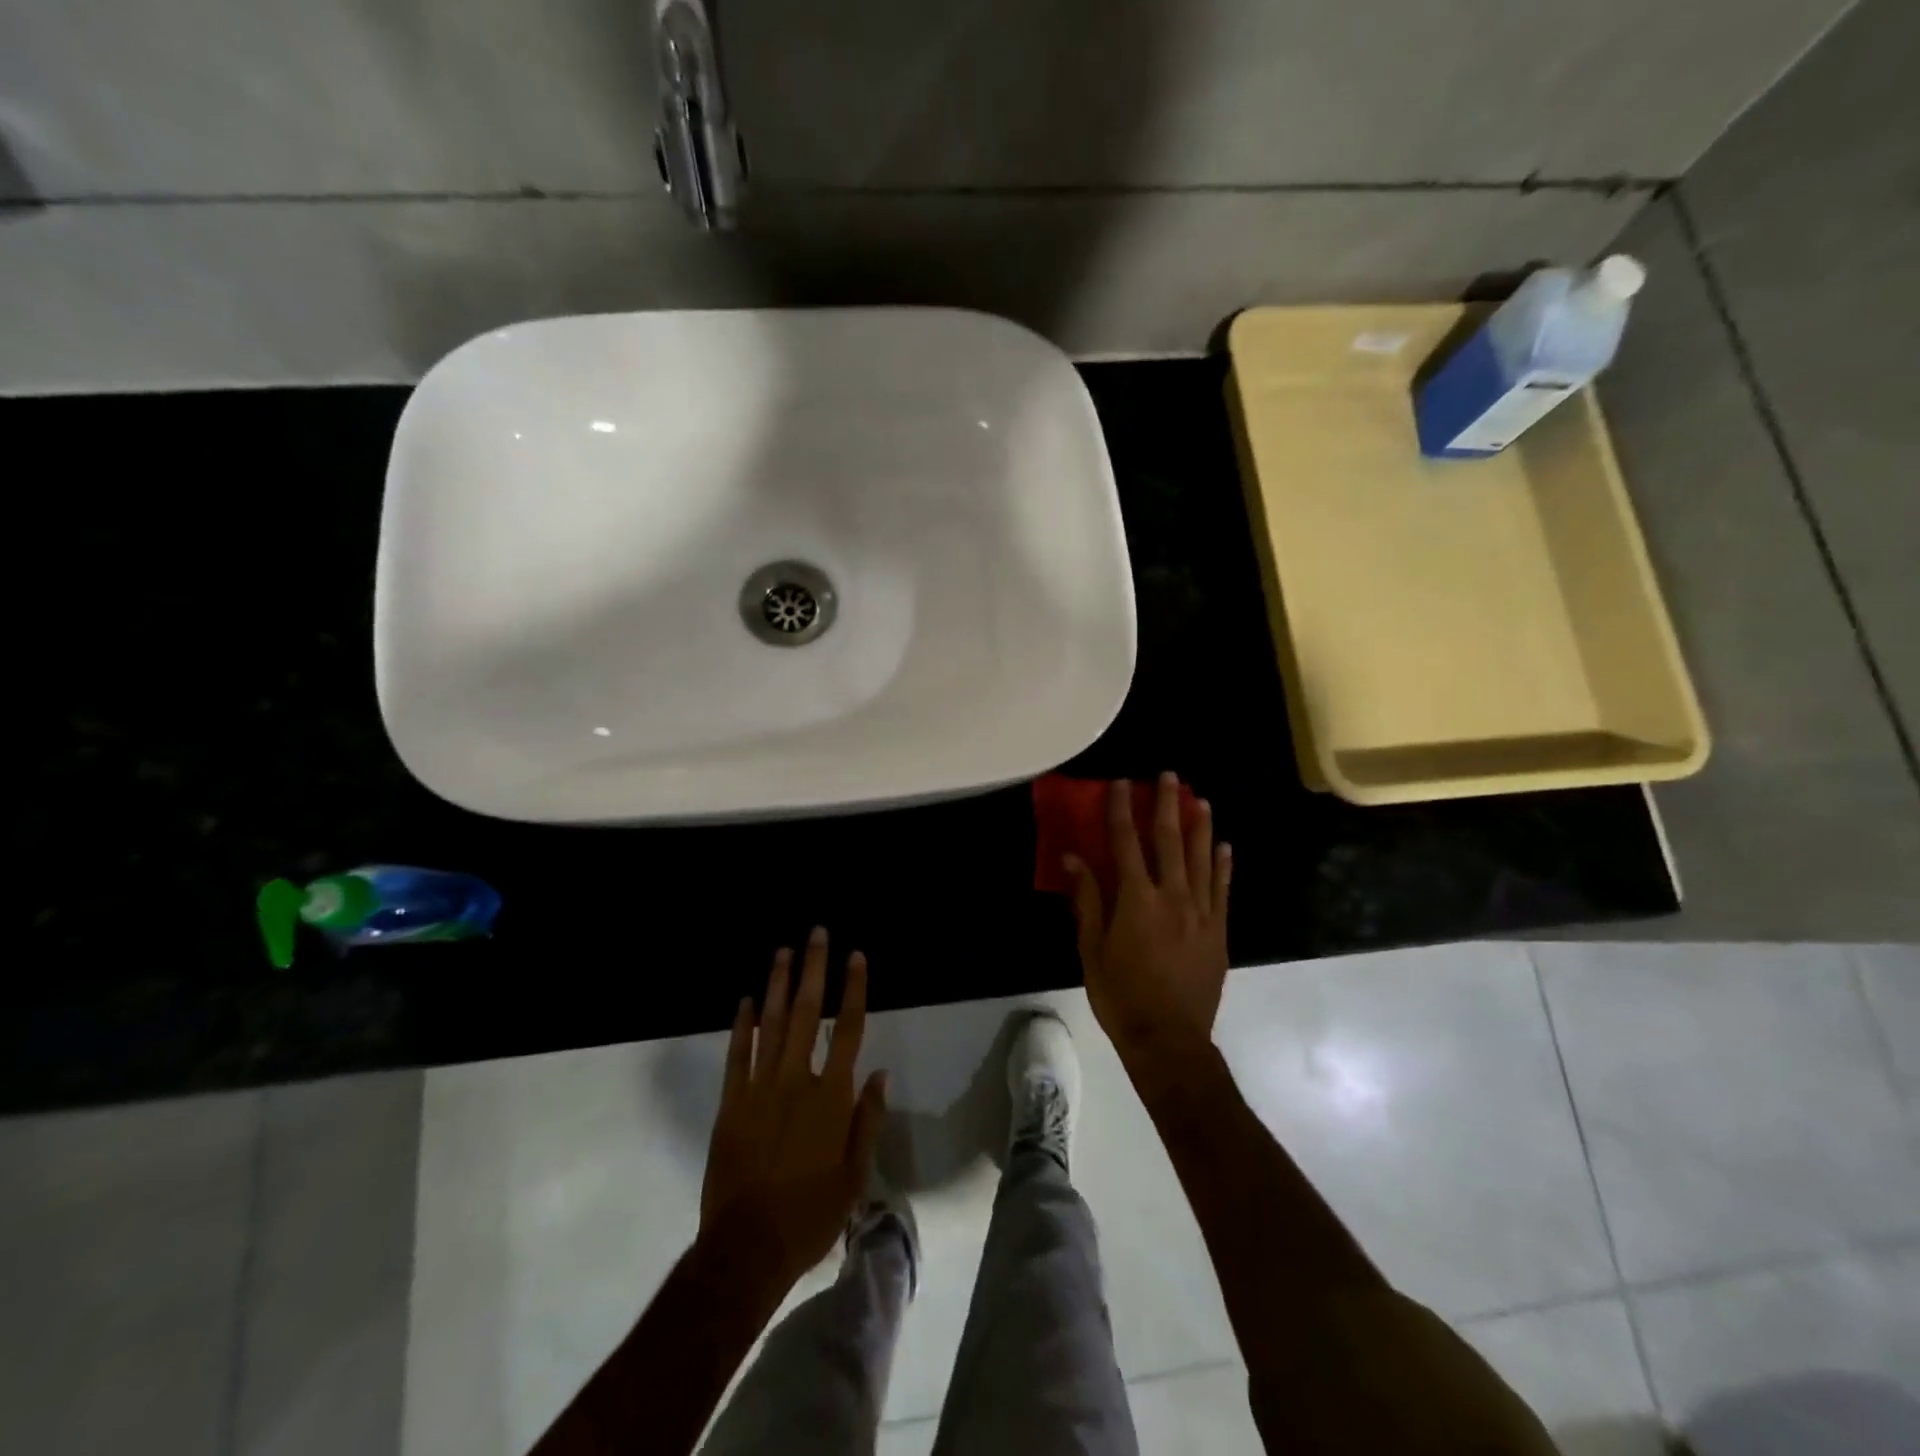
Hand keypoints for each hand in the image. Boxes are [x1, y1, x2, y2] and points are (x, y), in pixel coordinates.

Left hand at [698, 928, 887, 1291]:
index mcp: (830, 1097)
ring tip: (783, 951)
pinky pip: (736, 1054)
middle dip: (813, 969)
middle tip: (816, 933)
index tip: (856, 956)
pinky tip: (744, 1000)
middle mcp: (795, 1080)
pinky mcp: (730, 1104)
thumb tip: (879, 1074)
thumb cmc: (810, 1216)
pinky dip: (741, 1025)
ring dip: (777, 984)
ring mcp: (758, 1089)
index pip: (847, 1029)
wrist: (746, 1250)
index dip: (853, 989)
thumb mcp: (854, 1177)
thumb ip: (867, 1121)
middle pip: (806, 1013)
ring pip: (769, 1024)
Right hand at [1065, 773, 1230, 1089]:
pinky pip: (1223, 889)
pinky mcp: (1219, 931)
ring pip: (1202, 858)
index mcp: (1136, 899)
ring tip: (1200, 799)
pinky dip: (1223, 865)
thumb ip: (1087, 900)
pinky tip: (1224, 846)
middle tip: (1169, 777)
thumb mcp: (1091, 949)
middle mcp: (1172, 896)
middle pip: (1169, 841)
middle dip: (1167, 805)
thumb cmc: (1121, 995)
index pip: (1125, 843)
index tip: (1121, 783)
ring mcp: (1201, 912)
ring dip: (1200, 826)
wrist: (1169, 1039)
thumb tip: (1073, 857)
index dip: (1121, 810)